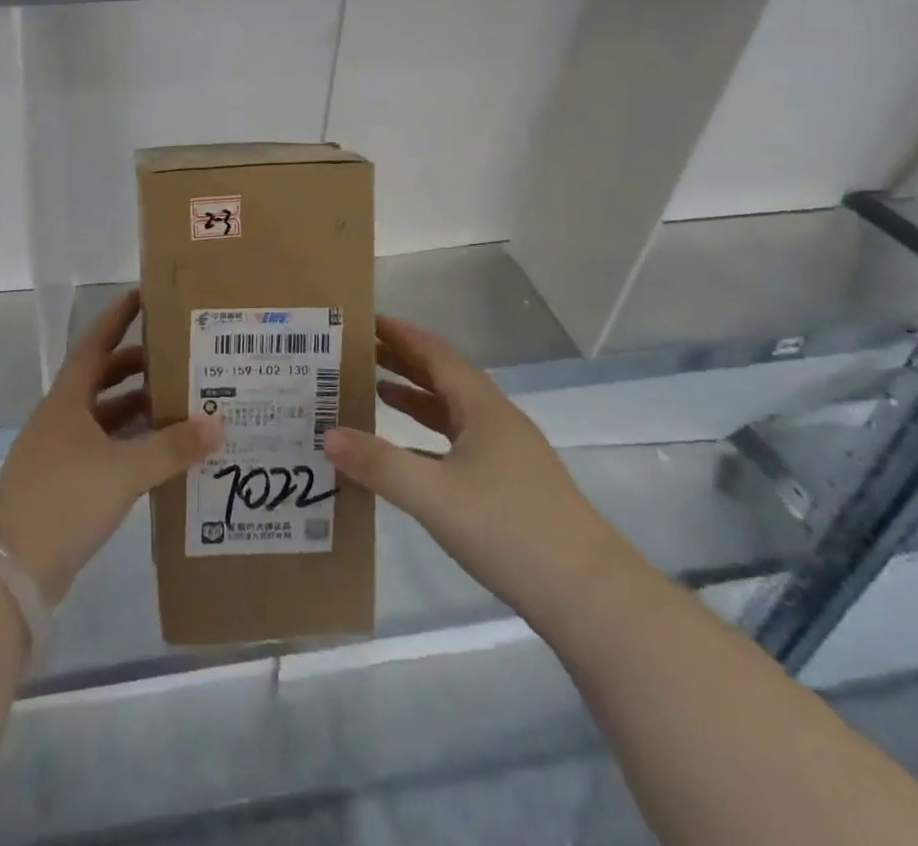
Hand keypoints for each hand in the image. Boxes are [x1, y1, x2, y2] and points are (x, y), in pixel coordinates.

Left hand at [0, 289, 220, 606]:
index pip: (97, 342)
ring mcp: (64, 451)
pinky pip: (108, 450)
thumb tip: (217, 423)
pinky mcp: (68, 484)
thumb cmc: (62, 499)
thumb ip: (171, 448)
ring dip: (140, 409)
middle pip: (105, 378)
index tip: (146, 294)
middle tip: (181, 356)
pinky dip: (134, 445)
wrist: (8, 568)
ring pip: (108, 417)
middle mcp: (64, 417)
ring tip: (184, 403)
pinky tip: (163, 454)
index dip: (119, 316)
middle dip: (140, 366)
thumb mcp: (123, 470)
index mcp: (69, 398)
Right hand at [322, 314, 629, 620]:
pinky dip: (428, 438)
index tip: (366, 320)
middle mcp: (497, 422)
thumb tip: (327, 436)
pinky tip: (408, 455)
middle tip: (360, 352)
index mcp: (483, 408)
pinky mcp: (511, 487)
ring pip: (453, 412)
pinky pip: (459, 444)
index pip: (436, 354)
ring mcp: (508, 456)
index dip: (402, 335)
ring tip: (377, 392)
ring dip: (417, 399)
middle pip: (444, 378)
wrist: (590, 597)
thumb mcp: (434, 495)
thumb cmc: (509, 530)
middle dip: (404, 362)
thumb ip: (379, 464)